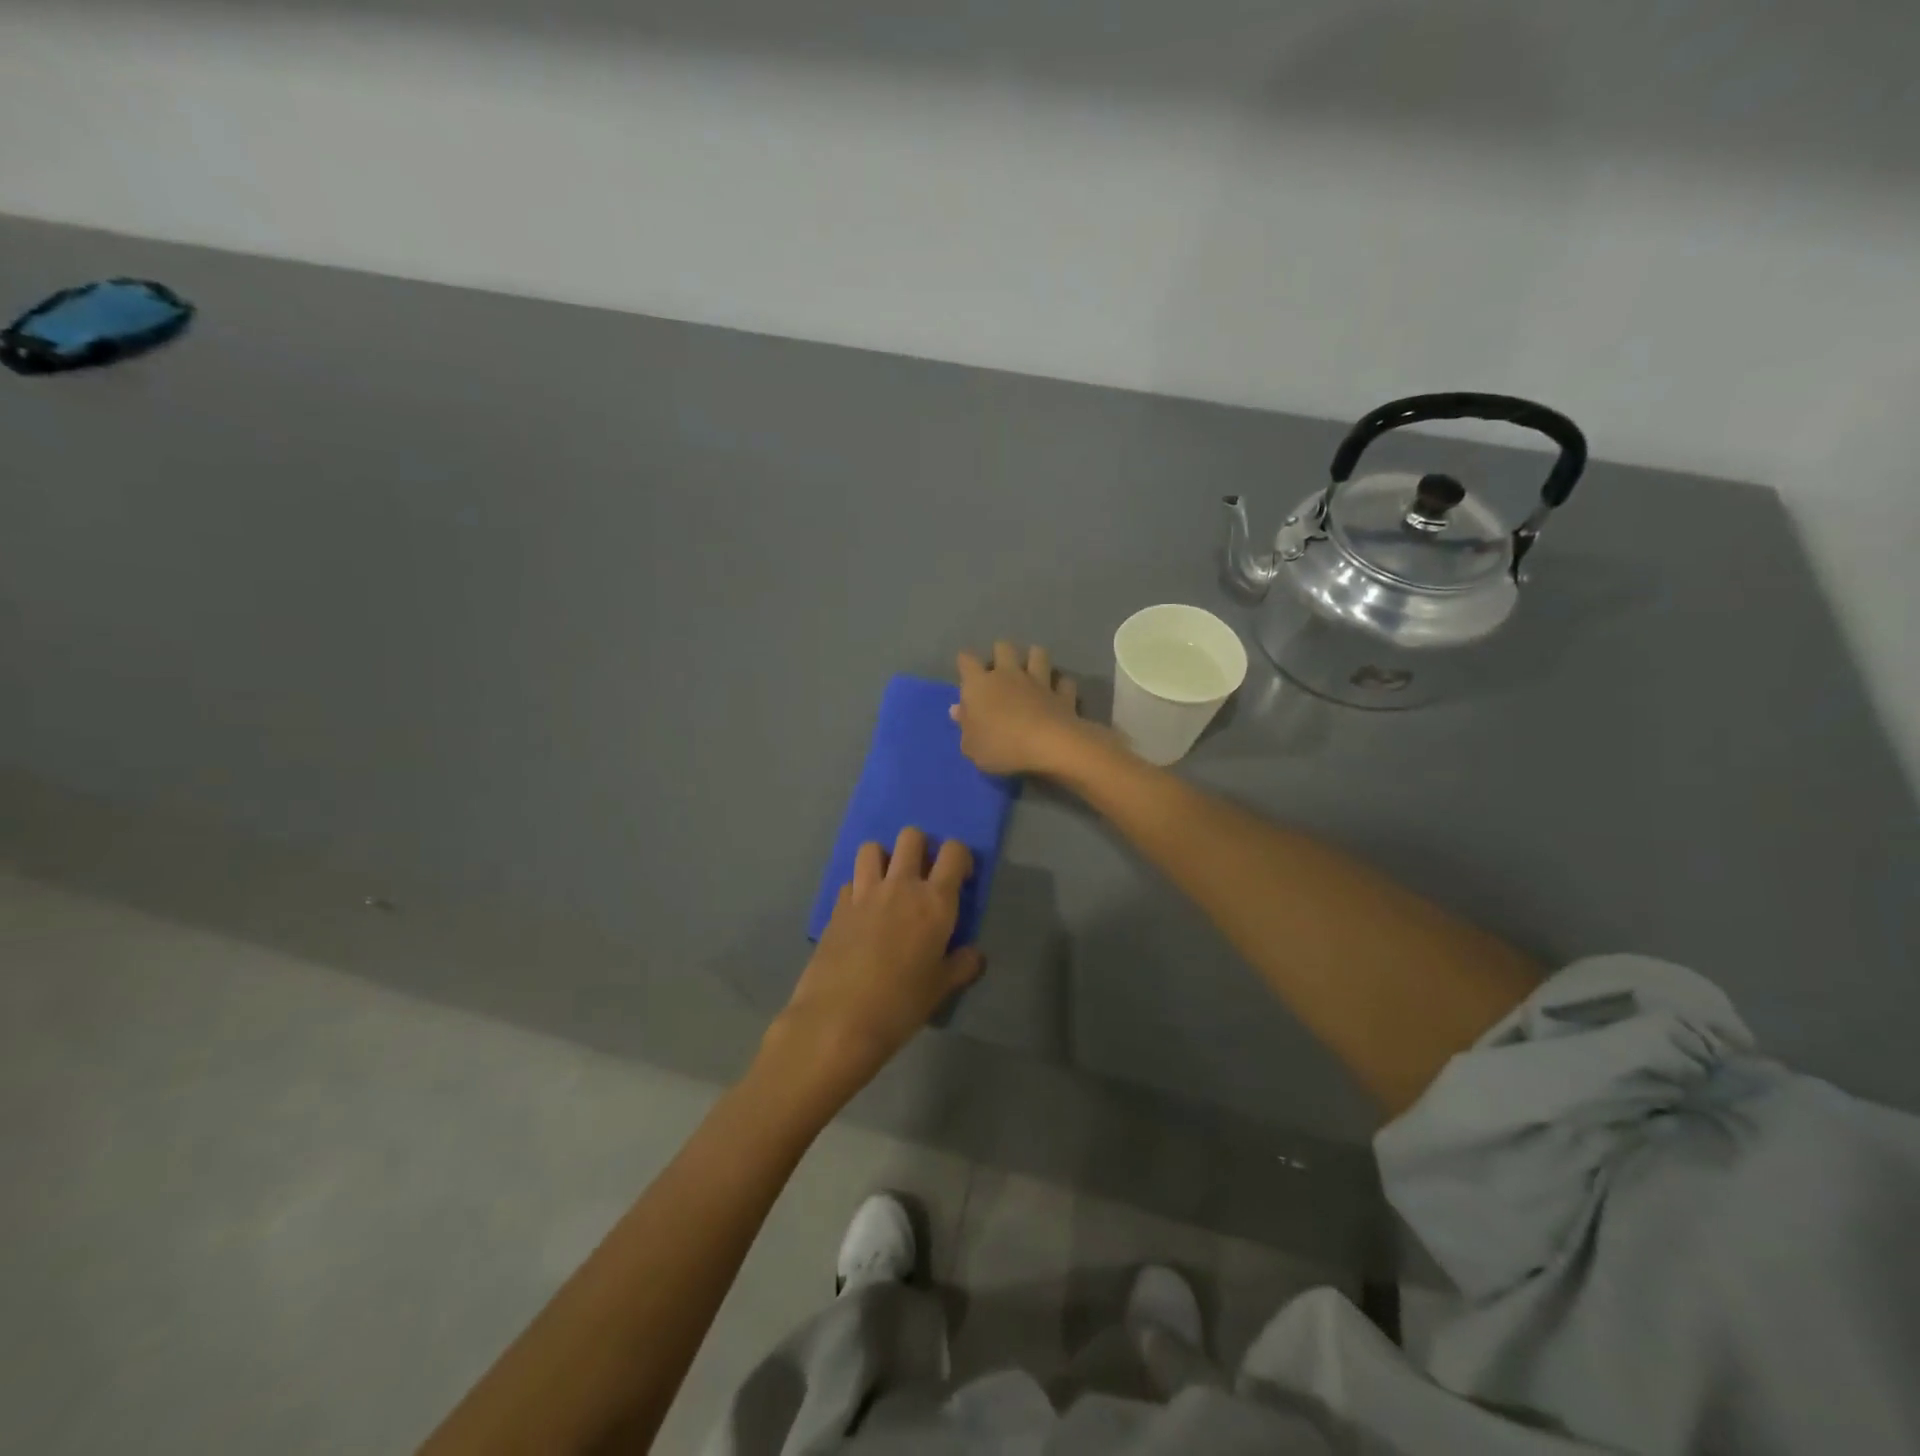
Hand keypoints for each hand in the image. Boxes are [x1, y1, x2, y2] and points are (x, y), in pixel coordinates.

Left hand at [763, 827, 982, 1105]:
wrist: (838, 1021)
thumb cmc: (900, 1005)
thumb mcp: (940, 989)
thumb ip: (962, 966)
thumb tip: (975, 954)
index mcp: (935, 901)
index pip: (954, 852)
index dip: (960, 857)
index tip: (960, 879)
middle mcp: (900, 886)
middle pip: (911, 836)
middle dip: (920, 847)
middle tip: (922, 877)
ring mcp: (864, 893)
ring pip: (873, 848)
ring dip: (883, 858)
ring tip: (888, 885)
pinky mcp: (836, 906)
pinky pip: (850, 880)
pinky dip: (858, 887)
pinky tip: (862, 912)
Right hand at [952, 641, 1105, 776]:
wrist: (1048, 746)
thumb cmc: (1000, 746)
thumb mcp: (972, 746)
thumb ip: (964, 726)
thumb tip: (957, 710)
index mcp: (979, 684)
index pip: (966, 660)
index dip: (965, 663)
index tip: (966, 674)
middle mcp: (1008, 675)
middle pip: (1003, 647)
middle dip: (1001, 653)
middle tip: (1000, 671)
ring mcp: (1038, 681)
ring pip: (1038, 654)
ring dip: (1035, 659)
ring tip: (1032, 671)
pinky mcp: (1062, 694)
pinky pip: (1064, 682)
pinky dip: (1061, 685)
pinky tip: (1059, 692)